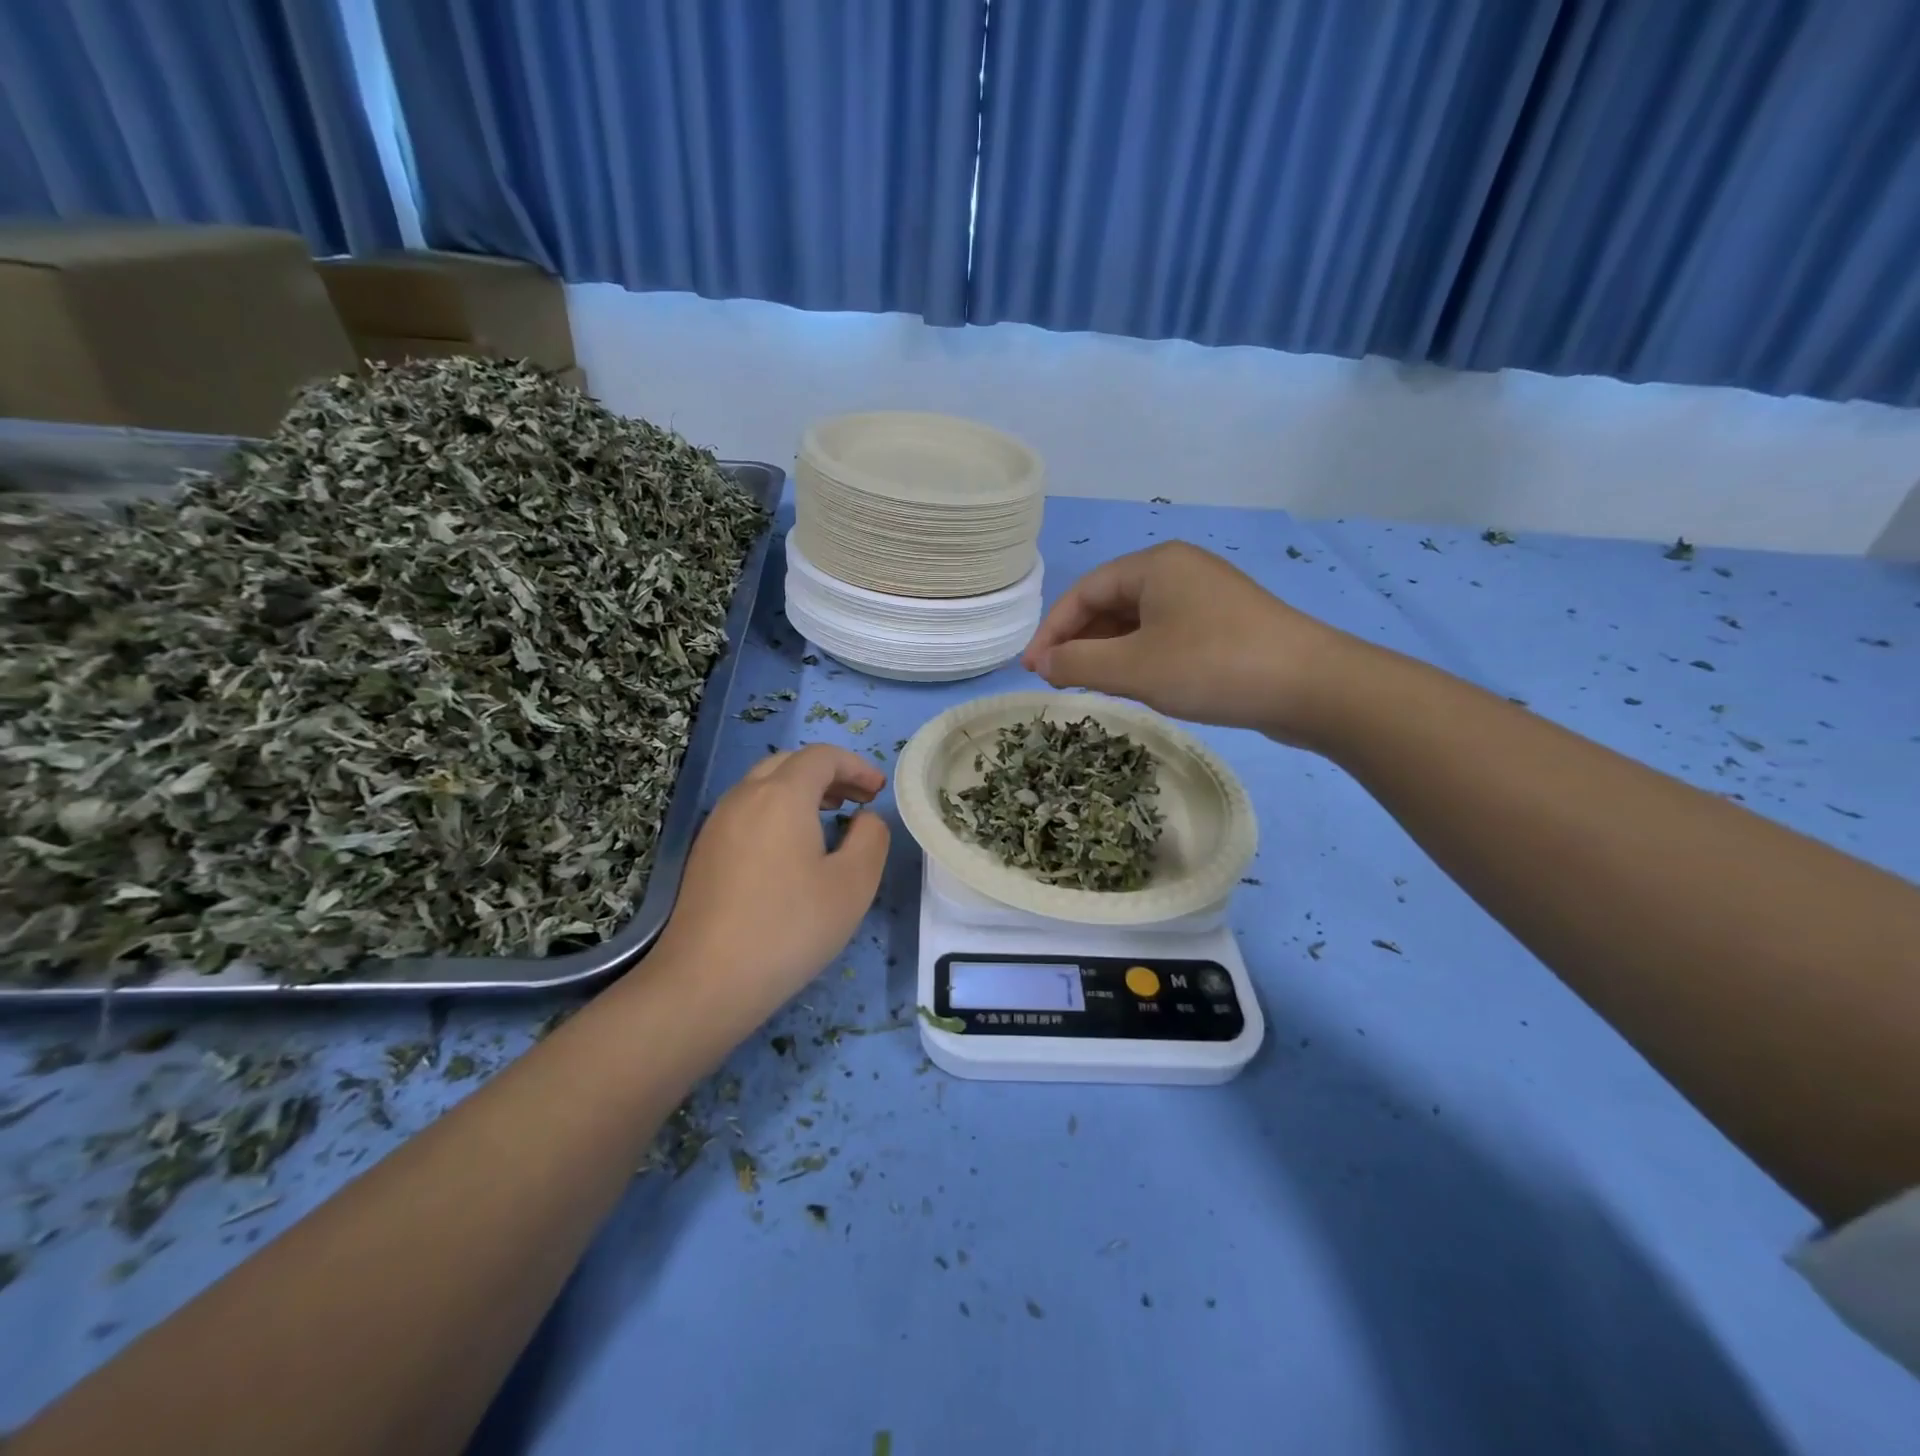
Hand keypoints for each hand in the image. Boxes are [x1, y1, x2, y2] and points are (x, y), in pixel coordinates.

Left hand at [646, 745, 889, 1027]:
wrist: (706, 980)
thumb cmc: (790, 927)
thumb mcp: (853, 884)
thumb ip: (871, 838)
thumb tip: (865, 818)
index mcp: (782, 795)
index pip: (822, 756)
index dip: (856, 766)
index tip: (879, 790)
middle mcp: (744, 797)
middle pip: (789, 763)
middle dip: (829, 773)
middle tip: (859, 799)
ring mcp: (718, 823)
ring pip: (764, 785)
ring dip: (801, 790)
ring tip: (830, 817)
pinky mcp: (705, 851)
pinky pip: (747, 810)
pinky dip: (777, 810)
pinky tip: (792, 848)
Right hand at [1022, 541, 1352, 744]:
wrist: (1313, 687)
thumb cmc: (1213, 667)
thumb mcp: (1134, 669)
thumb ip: (1079, 664)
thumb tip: (1043, 665)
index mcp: (1154, 565)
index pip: (1084, 591)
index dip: (1052, 631)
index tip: (1033, 670)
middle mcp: (1179, 570)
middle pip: (1110, 603)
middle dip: (1079, 642)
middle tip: (1058, 682)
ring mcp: (1206, 597)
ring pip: (1139, 622)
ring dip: (1108, 652)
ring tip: (1090, 687)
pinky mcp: (1226, 624)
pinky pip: (1166, 634)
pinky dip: (1140, 657)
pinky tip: (1136, 684)